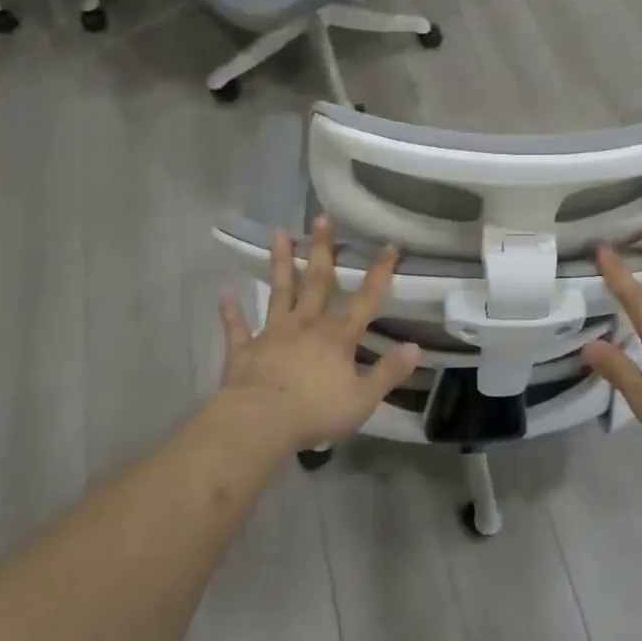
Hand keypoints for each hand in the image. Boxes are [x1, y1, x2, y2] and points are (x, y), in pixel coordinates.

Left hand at [217, 217, 421, 451]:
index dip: (379, 274)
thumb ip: (389, 372)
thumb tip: (416, 348)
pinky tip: (225, 290)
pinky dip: (230, 309)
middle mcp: (306, 324)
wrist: (259, 422)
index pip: (365, 300)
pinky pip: (237, 326)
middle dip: (322, 250)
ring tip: (279, 233)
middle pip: (317, 282)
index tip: (389, 246)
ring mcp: (273, 333)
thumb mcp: (362, 398)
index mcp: (337, 337)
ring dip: (280, 263)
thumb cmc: (315, 411)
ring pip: (280, 292)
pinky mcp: (244, 349)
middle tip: (321, 219)